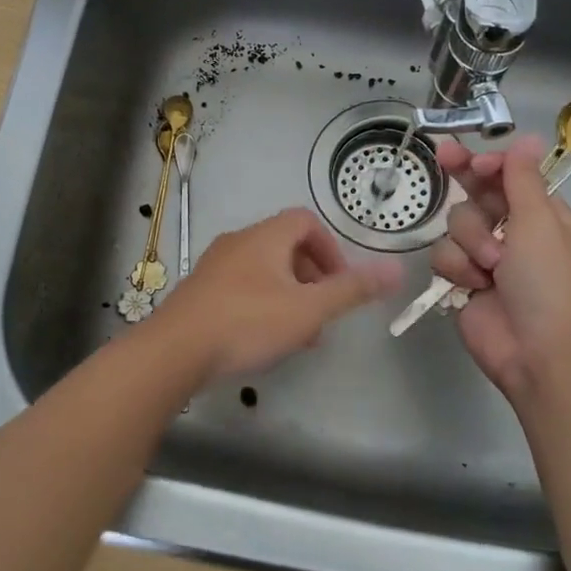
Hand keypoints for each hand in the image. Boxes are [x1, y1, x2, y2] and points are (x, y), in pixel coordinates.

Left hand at [153, 209, 402, 379]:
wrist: (176, 350)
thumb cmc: (248, 322)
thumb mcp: (308, 309)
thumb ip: (352, 290)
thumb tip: (395, 269)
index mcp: (265, 237)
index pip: (306, 221)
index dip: (330, 249)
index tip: (338, 284)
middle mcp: (238, 242)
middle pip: (285, 246)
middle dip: (312, 277)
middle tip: (322, 314)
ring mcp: (215, 266)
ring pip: (264, 270)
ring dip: (289, 294)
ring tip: (298, 334)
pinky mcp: (200, 291)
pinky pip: (241, 287)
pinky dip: (262, 304)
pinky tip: (263, 340)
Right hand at [430, 136, 570, 404]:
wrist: (535, 350)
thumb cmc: (547, 281)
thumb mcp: (539, 223)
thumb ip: (522, 180)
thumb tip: (527, 139)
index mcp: (541, 216)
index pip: (509, 177)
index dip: (488, 165)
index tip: (472, 159)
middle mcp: (513, 232)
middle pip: (477, 194)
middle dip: (464, 179)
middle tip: (443, 155)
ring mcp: (485, 257)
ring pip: (456, 225)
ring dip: (471, 241)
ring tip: (490, 266)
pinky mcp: (462, 280)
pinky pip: (443, 256)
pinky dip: (457, 268)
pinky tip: (473, 285)